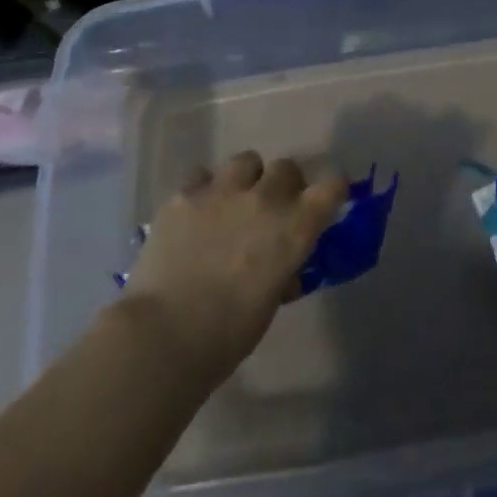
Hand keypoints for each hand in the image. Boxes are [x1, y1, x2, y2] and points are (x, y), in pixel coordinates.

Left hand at [123, 151, 347, 383]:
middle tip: (272, 209)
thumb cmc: (226, 335)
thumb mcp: (269, 303)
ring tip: (232, 203)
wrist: (163, 335)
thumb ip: (281, 272)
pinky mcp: (185, 194)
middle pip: (287, 167)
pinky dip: (204, 191)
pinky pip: (202, 177)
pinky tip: (195, 214)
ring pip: (246, 160)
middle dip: (284, 185)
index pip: (332, 187)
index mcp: (294, 228)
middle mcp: (264, 198)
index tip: (327, 202)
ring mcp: (222, 191)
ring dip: (246, 179)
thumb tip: (282, 268)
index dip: (332, 191)